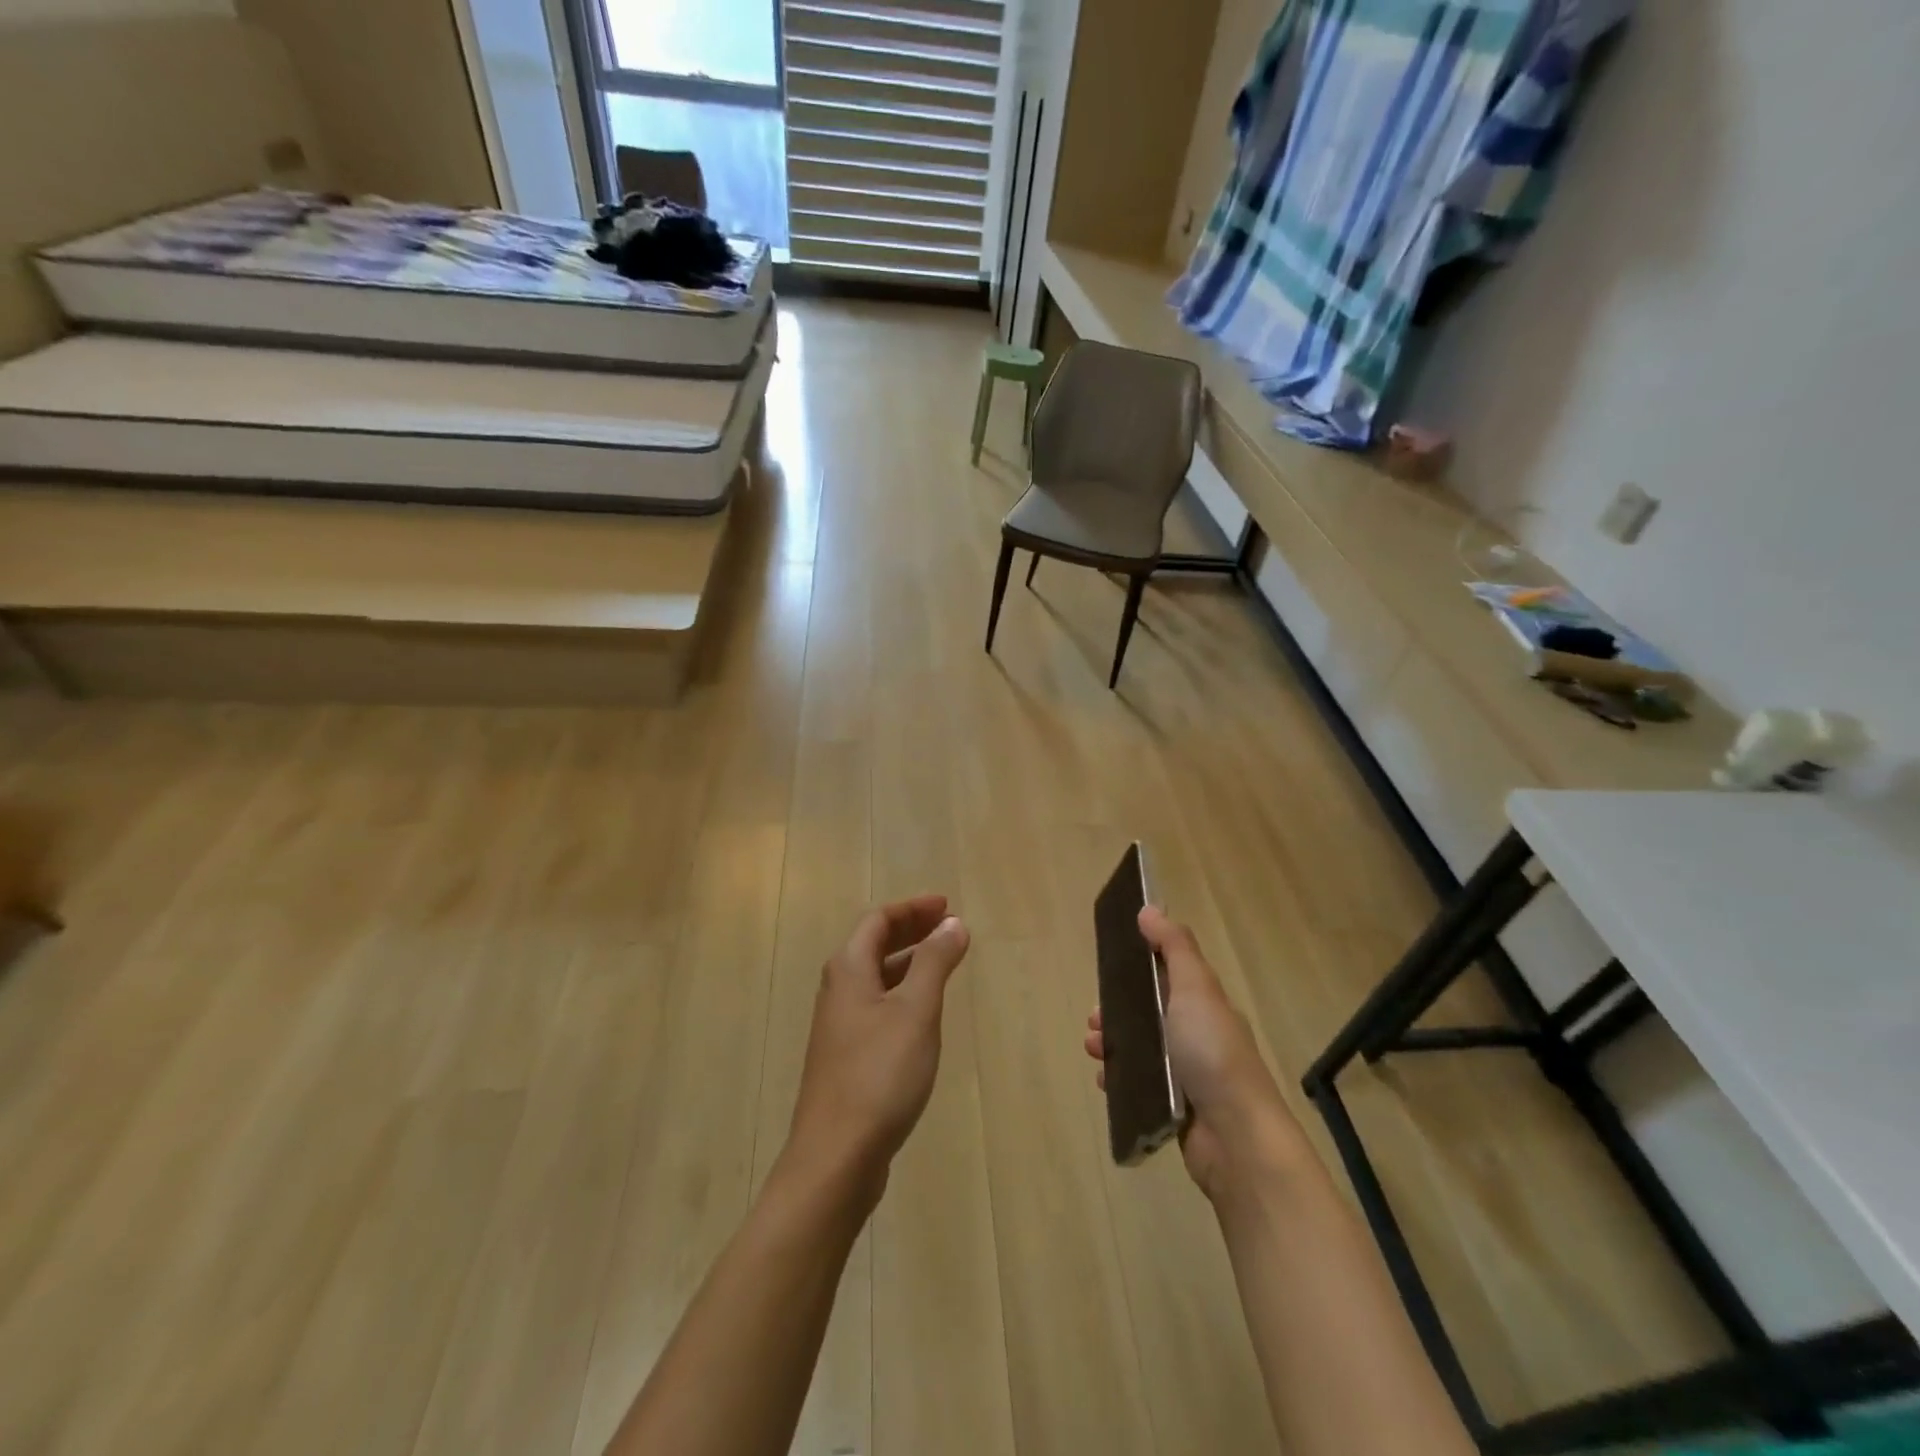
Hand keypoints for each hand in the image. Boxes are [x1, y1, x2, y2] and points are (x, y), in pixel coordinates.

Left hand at [785, 895, 971, 1200]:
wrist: (835, 1157)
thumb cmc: (879, 1074)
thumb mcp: (916, 1011)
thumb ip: (935, 962)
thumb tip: (953, 923)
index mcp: (849, 969)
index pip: (879, 920)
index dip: (913, 908)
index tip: (947, 906)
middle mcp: (838, 990)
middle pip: (874, 945)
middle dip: (912, 931)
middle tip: (949, 927)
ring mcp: (840, 1026)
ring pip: (876, 978)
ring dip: (909, 962)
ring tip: (944, 963)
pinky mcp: (846, 1057)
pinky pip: (878, 1006)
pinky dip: (903, 994)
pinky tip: (923, 1014)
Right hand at [1084, 906, 1303, 1201]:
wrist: (1236, 1138)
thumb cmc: (1212, 1053)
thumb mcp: (1194, 988)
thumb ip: (1174, 948)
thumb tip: (1150, 908)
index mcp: (1203, 1004)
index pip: (1167, 975)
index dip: (1137, 968)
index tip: (1108, 969)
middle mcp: (1196, 1035)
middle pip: (1147, 1013)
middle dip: (1115, 1011)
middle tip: (1094, 1021)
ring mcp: (1186, 1074)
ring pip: (1139, 1048)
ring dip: (1112, 1043)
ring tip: (1095, 1050)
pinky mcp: (1174, 1107)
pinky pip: (1138, 1084)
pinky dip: (1118, 1079)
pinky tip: (1105, 1081)